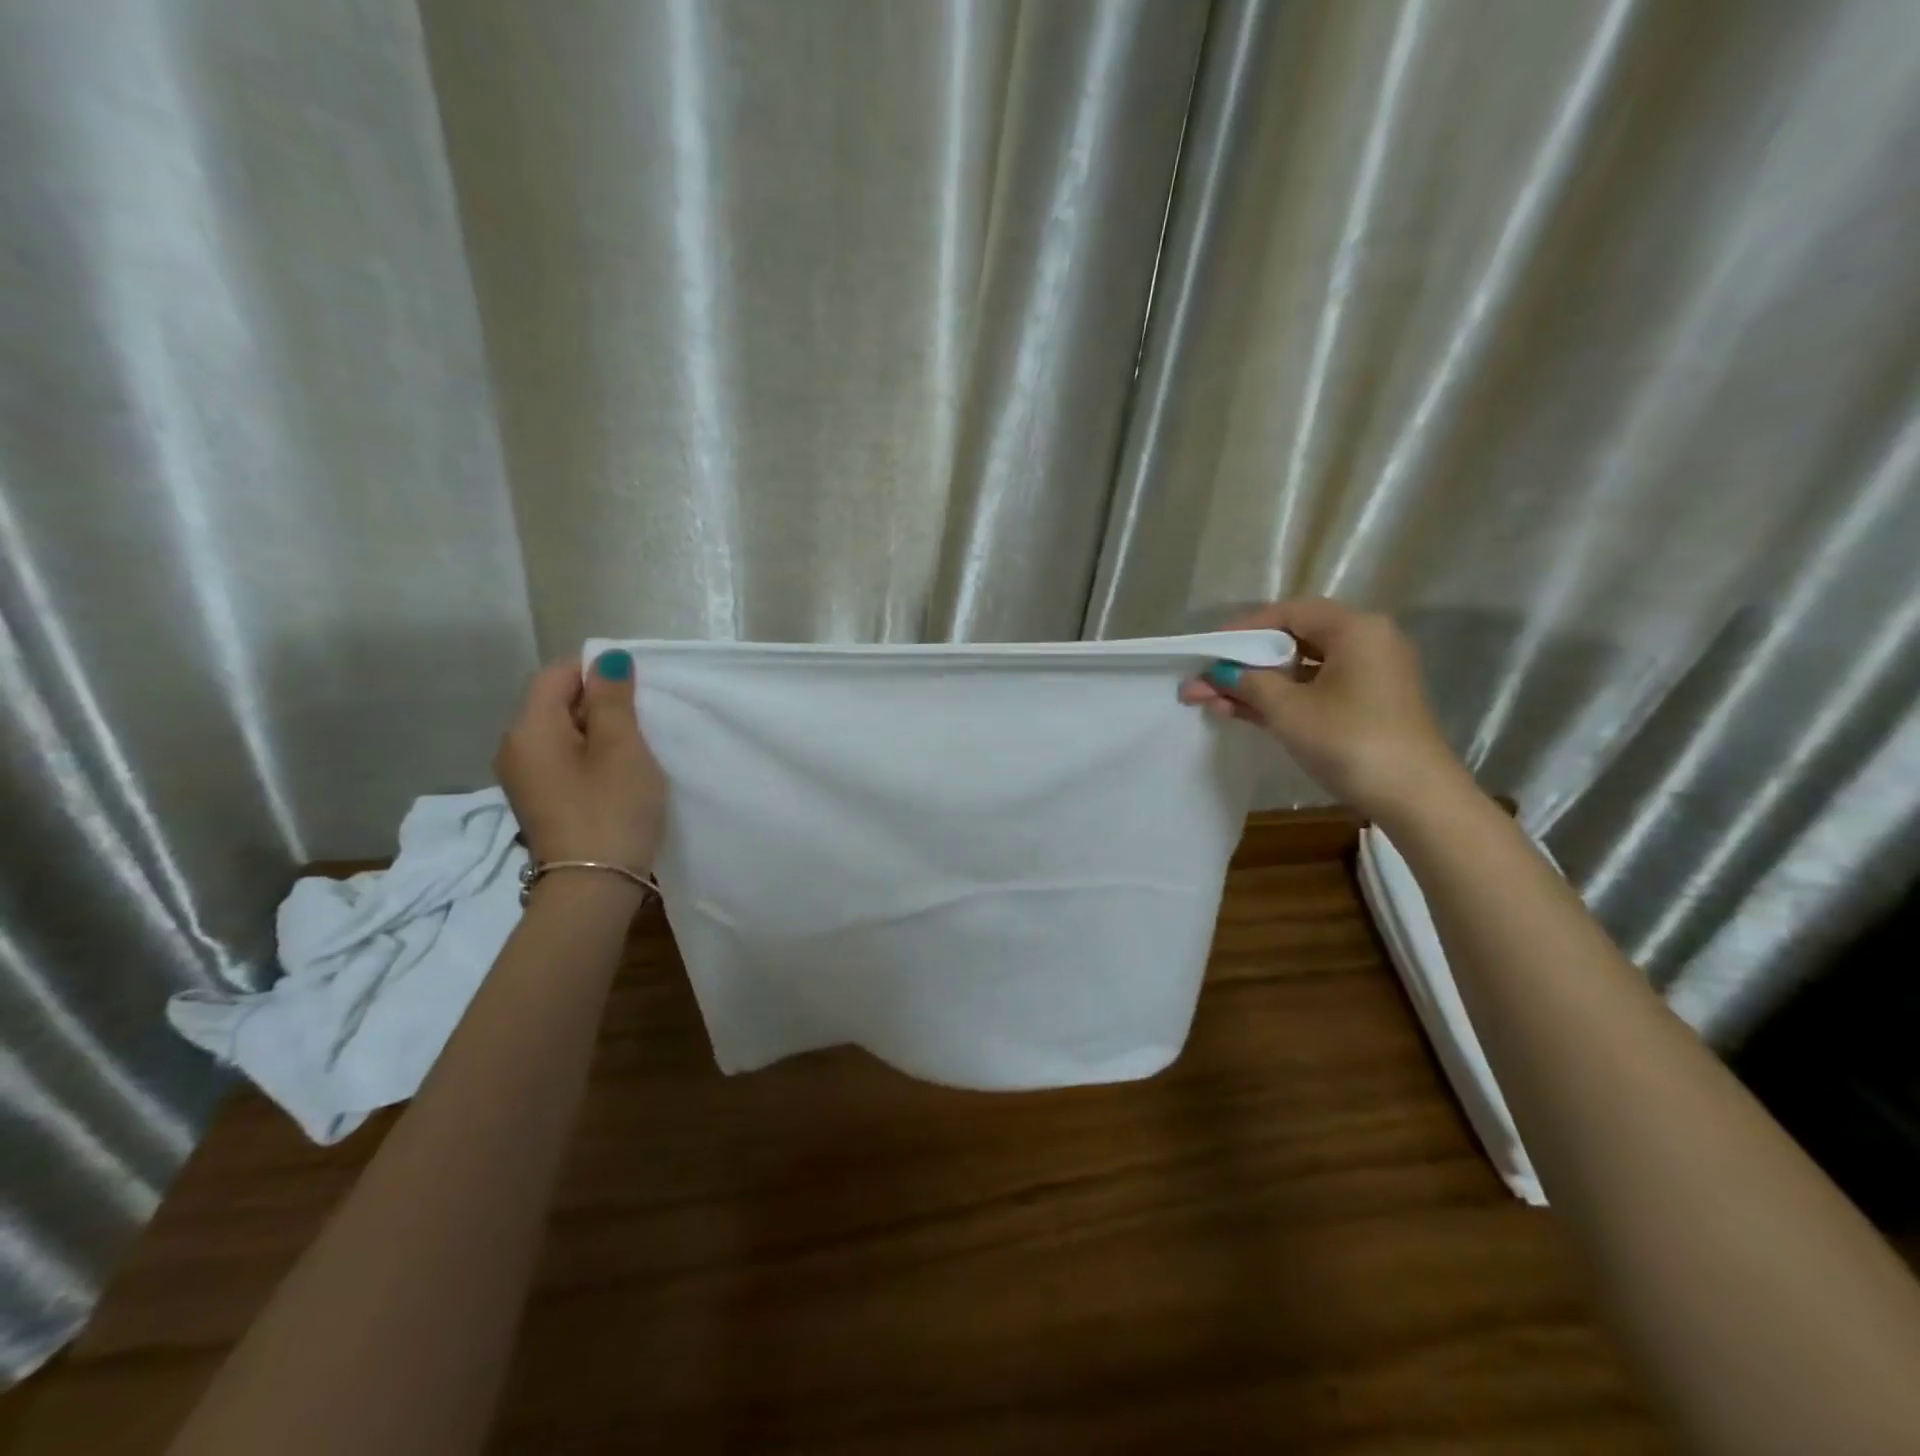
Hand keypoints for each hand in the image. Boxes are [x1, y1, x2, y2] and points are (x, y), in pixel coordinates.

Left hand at [494, 650, 665, 873]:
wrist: (592, 888)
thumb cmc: (612, 810)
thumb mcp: (622, 748)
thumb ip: (613, 699)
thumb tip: (607, 659)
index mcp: (529, 728)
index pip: (557, 673)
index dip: (598, 673)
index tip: (636, 697)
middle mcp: (514, 747)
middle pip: (556, 702)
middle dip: (599, 704)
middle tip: (642, 726)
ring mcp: (523, 778)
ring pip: (562, 733)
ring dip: (598, 734)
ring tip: (633, 753)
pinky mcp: (538, 801)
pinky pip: (562, 760)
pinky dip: (589, 758)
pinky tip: (616, 778)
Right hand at [1179, 598, 1469, 820]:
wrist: (1415, 798)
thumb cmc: (1349, 741)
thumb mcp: (1288, 710)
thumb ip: (1247, 684)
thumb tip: (1215, 674)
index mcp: (1355, 629)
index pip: (1288, 613)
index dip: (1243, 629)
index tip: (1208, 649)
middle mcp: (1367, 642)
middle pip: (1293, 641)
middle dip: (1244, 662)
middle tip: (1204, 679)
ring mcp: (1369, 676)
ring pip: (1301, 669)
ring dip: (1257, 685)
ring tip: (1211, 701)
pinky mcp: (1367, 705)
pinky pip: (1315, 690)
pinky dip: (1281, 699)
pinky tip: (1242, 712)